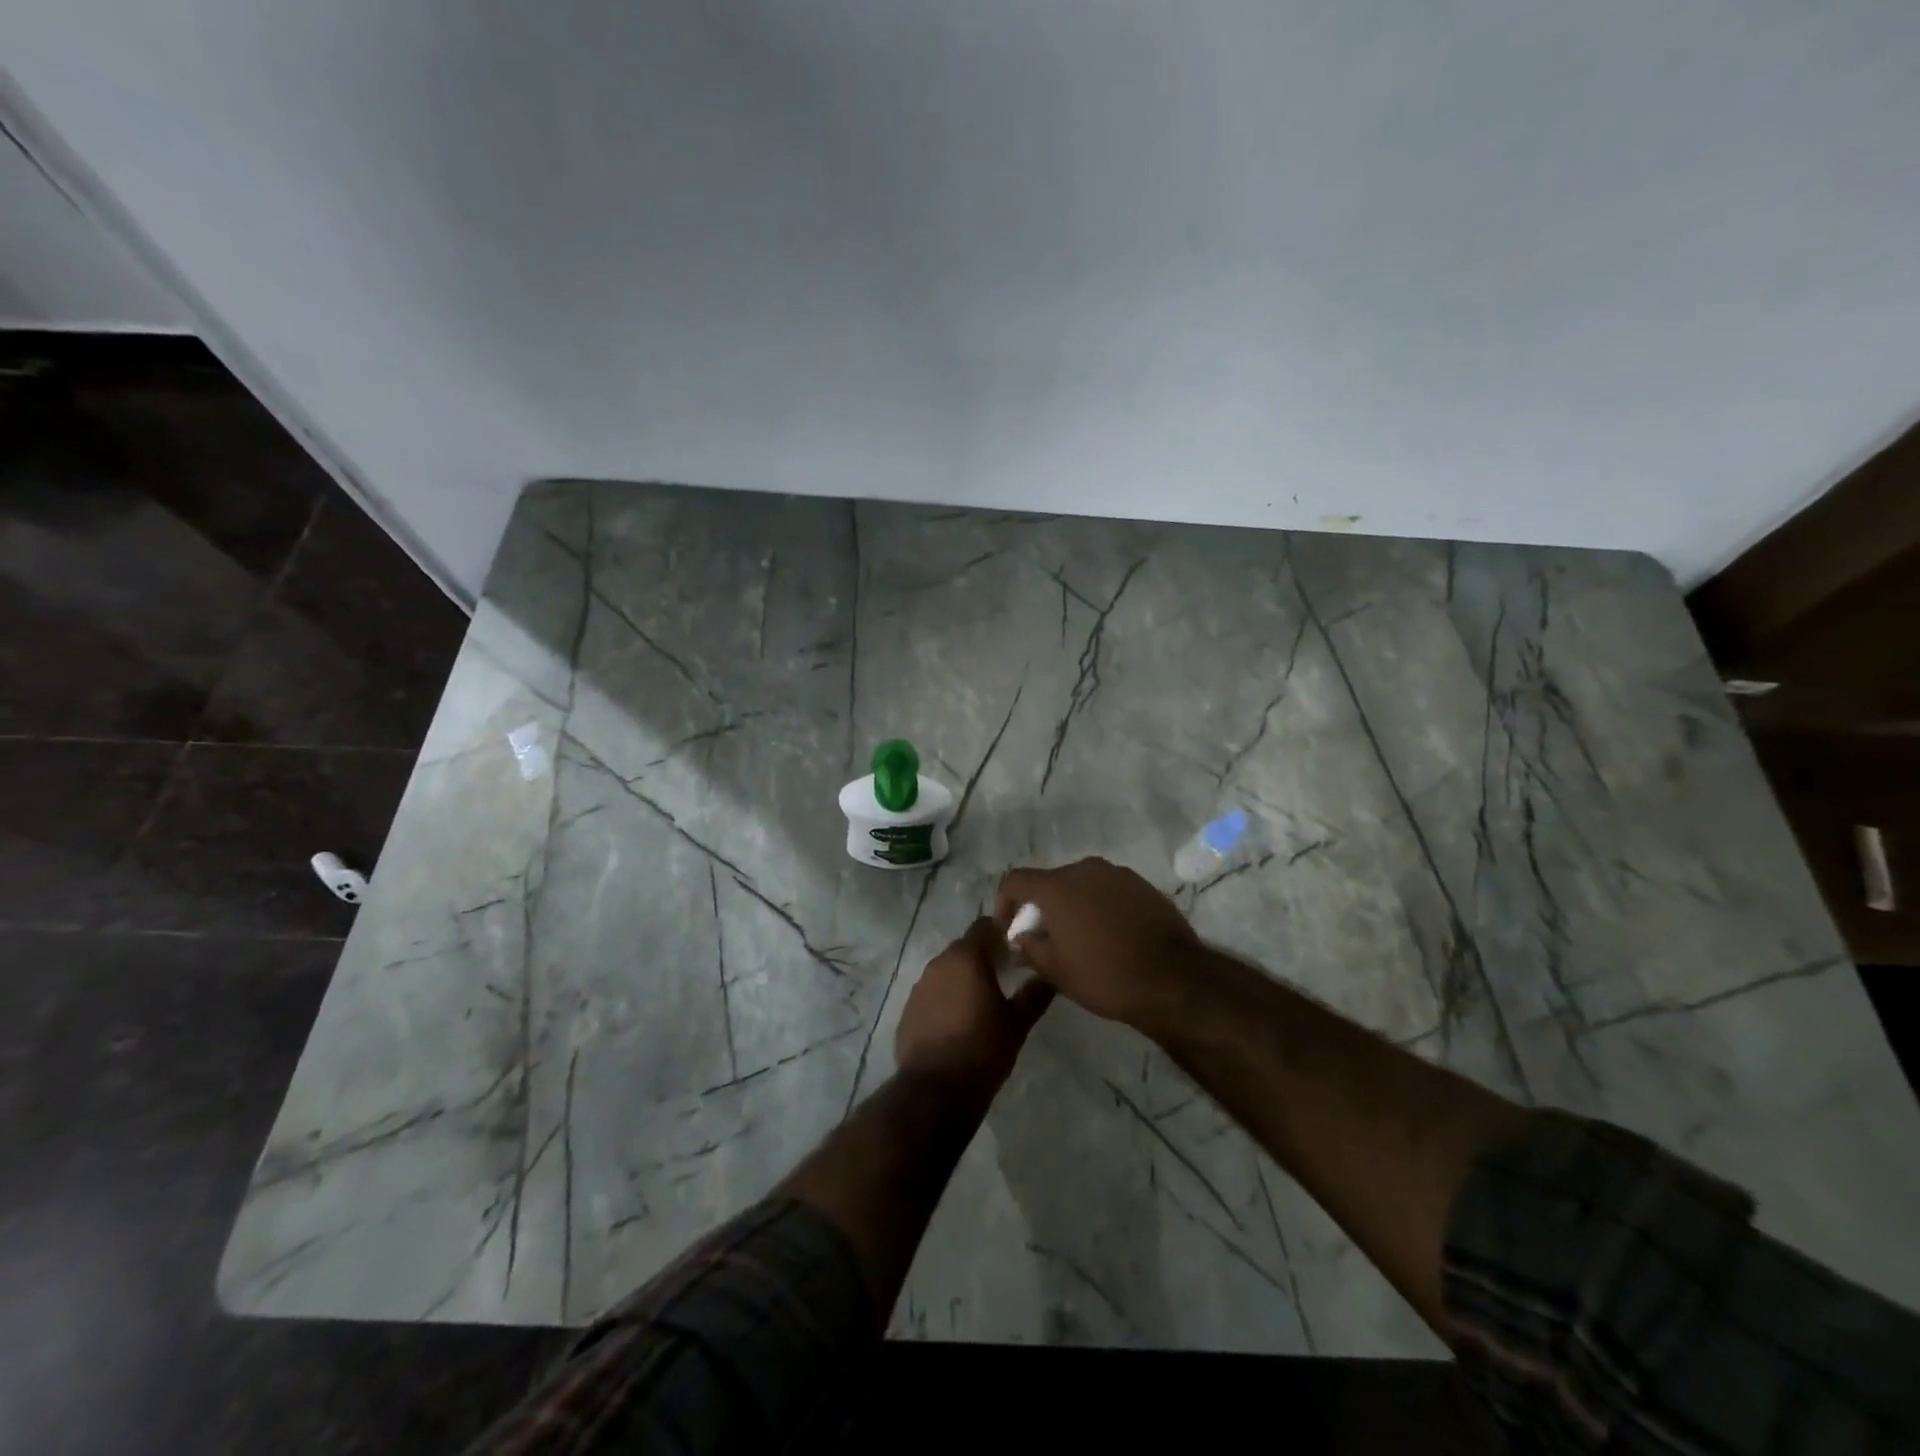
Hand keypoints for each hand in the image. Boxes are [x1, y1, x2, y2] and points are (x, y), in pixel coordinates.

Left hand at [895, 917, 1053, 1091]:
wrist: (935, 1091)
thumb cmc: (983, 1050)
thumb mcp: (1017, 1024)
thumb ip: (1034, 994)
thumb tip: (1051, 976)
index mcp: (966, 958)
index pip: (984, 926)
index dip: (1002, 932)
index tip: (1017, 948)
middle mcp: (939, 963)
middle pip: (964, 947)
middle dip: (984, 956)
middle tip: (1005, 975)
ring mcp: (919, 986)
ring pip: (947, 970)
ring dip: (963, 977)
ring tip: (983, 1000)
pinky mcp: (908, 1009)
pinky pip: (932, 993)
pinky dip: (946, 998)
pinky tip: (958, 1021)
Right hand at [994, 858, 1199, 1031]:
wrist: (1174, 979)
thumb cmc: (1105, 975)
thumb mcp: (1055, 971)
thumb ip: (1029, 947)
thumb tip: (1020, 936)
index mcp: (1057, 886)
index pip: (1016, 881)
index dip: (1004, 903)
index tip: (1009, 930)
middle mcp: (1085, 869)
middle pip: (1051, 882)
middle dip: (1041, 907)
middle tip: (1044, 939)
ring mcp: (1118, 874)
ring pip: (1081, 885)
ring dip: (1072, 906)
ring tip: (1079, 939)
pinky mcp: (1142, 885)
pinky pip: (1108, 891)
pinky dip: (1099, 907)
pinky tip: (1109, 936)